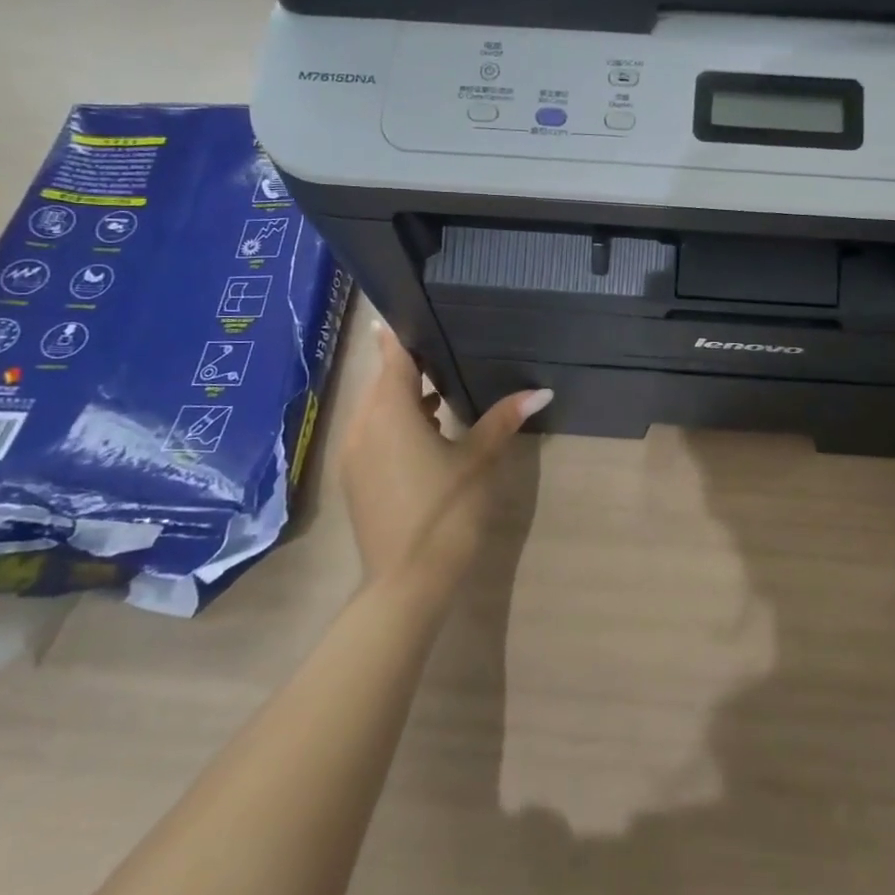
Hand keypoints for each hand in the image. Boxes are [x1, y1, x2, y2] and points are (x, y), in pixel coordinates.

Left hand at [333, 325, 551, 601]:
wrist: (406, 582)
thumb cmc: (446, 511)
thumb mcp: (479, 459)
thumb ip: (503, 418)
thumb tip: (541, 391)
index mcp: (390, 412)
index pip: (391, 356)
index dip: (400, 334)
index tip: (412, 312)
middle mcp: (363, 425)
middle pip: (382, 381)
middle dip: (409, 367)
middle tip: (444, 351)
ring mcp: (353, 454)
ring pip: (376, 409)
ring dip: (404, 398)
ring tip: (443, 391)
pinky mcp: (355, 479)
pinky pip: (373, 433)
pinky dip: (395, 423)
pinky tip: (429, 432)